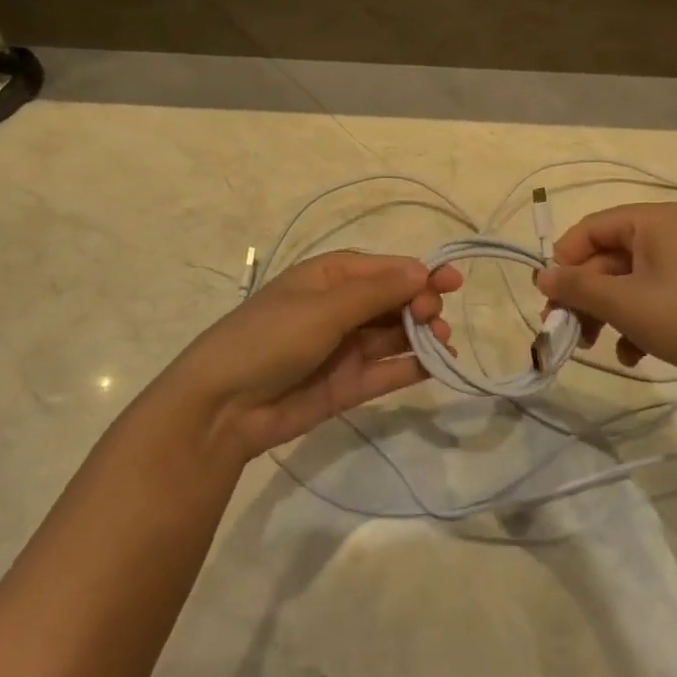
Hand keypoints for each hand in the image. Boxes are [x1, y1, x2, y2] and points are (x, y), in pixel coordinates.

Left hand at [161, 251, 462, 460]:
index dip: (419, 274)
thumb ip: (376, 292)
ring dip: (422, 335)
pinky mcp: (347, 385)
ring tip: (443, 343)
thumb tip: (422, 270)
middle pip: (394, 301)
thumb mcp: (323, 308)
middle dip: (421, 305)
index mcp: (329, 278)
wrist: (223, 407)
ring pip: (395, 336)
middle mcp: (340, 308)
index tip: (453, 283)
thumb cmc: (270, 339)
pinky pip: (387, 371)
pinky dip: (412, 367)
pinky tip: (437, 365)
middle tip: (434, 319)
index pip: (384, 269)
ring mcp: (344, 348)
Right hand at [533, 203, 676, 401]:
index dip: (563, 261)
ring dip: (606, 315)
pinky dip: (637, 325)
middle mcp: (669, 235)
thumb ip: (577, 288)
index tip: (548, 297)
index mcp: (652, 221)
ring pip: (629, 284)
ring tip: (595, 348)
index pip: (590, 229)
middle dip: (584, 296)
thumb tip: (540, 275)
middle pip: (608, 259)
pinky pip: (655, 301)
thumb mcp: (624, 303)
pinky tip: (633, 357)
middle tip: (563, 331)